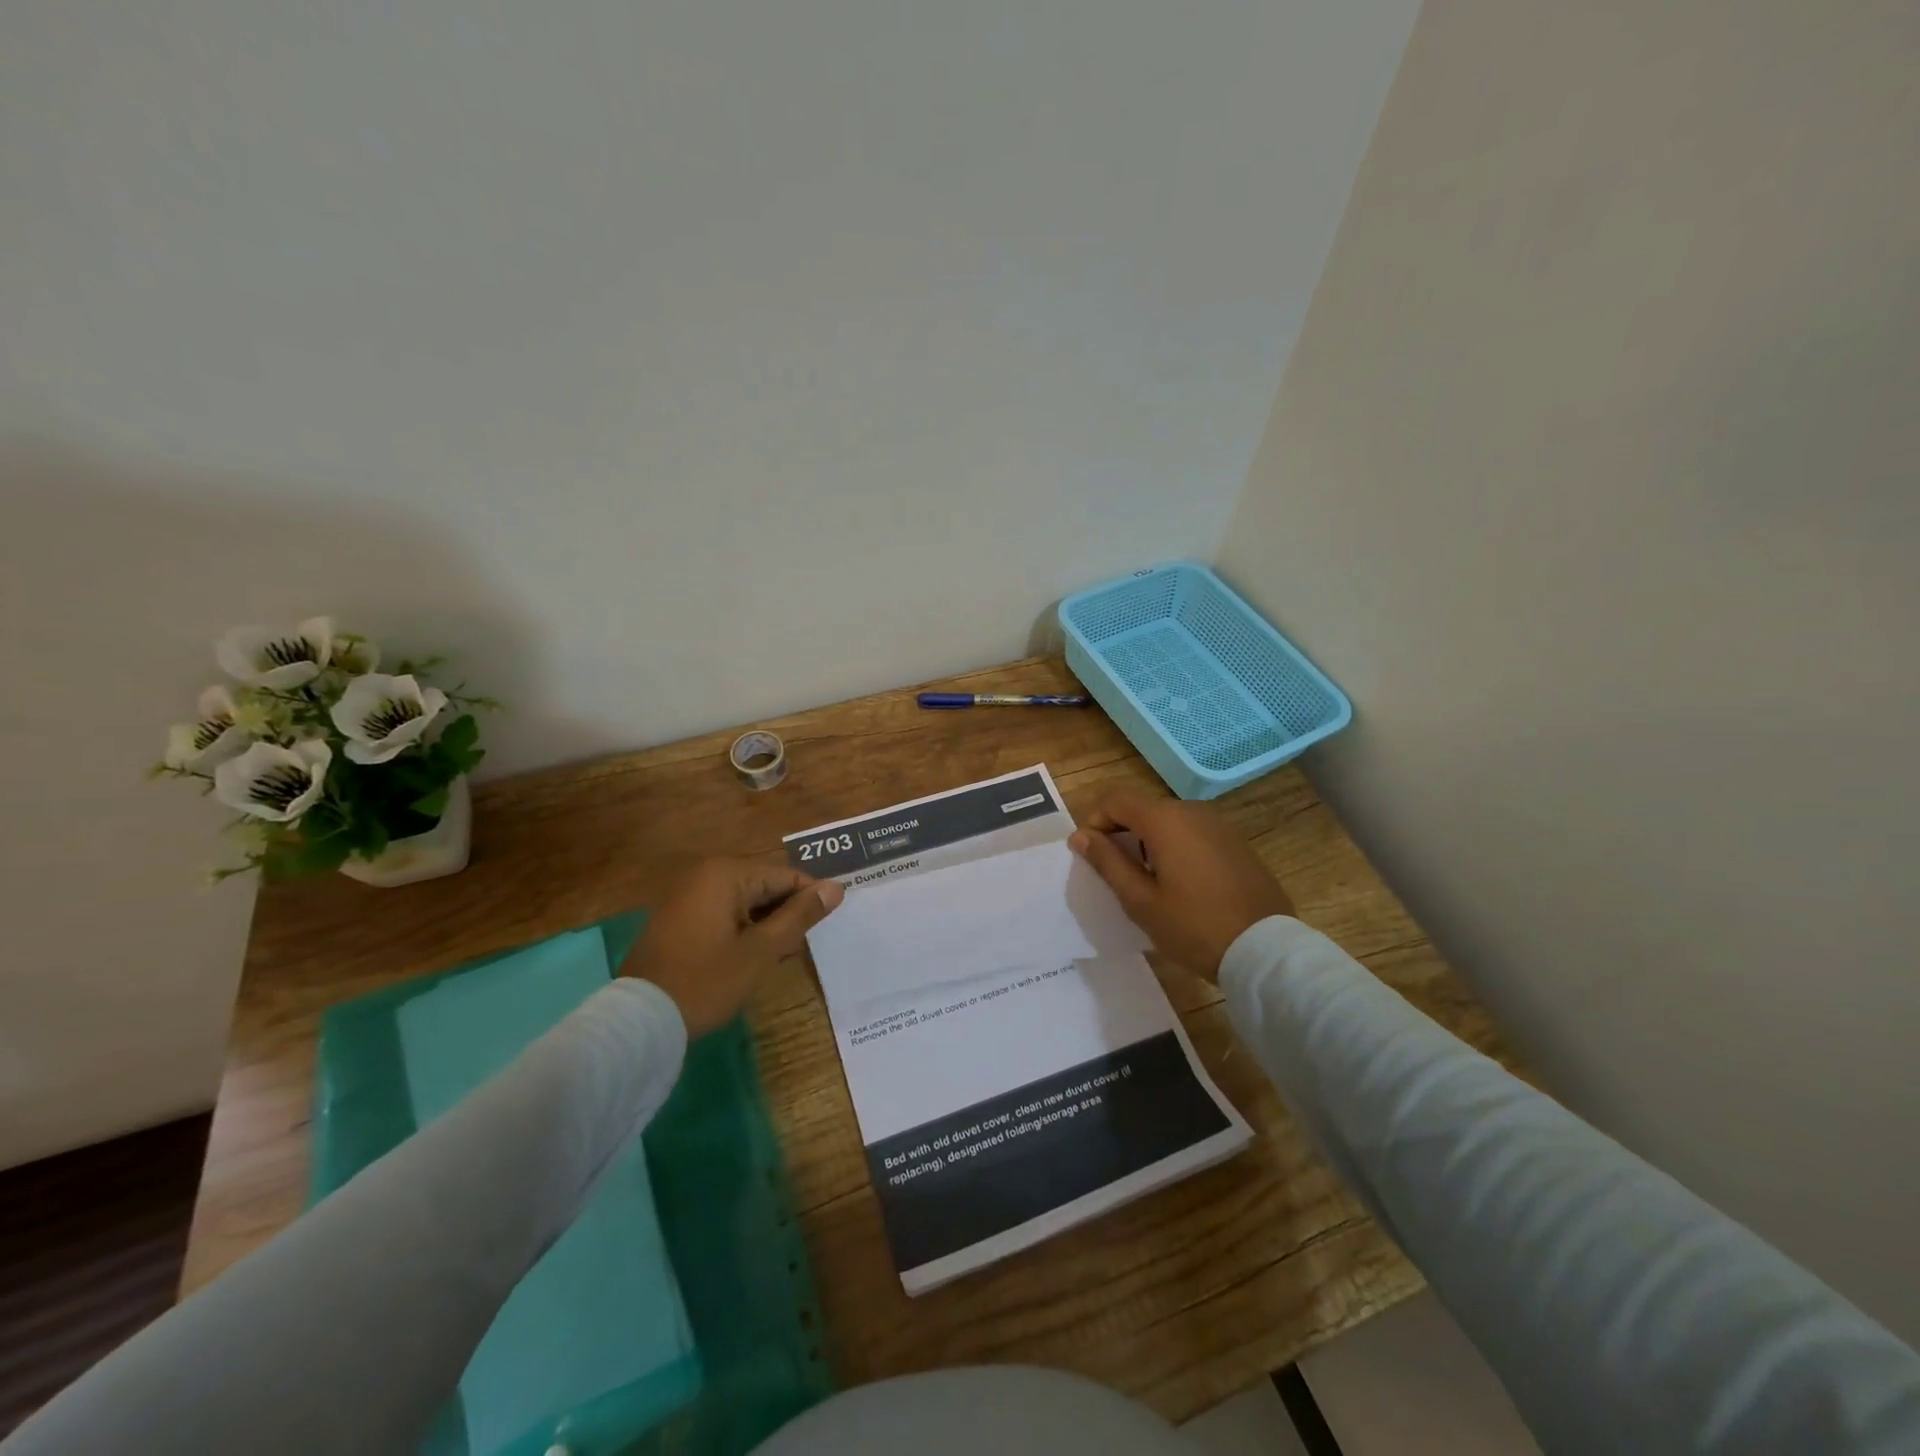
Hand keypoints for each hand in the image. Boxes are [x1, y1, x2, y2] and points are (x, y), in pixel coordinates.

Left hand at [622, 858, 844, 1036]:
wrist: (640, 1020)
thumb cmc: (707, 981)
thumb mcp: (761, 950)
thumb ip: (800, 916)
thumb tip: (836, 888)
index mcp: (726, 873)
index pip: (785, 875)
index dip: (811, 899)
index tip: (830, 925)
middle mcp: (705, 874)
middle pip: (764, 885)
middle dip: (786, 914)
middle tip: (802, 947)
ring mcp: (688, 896)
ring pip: (745, 902)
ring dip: (766, 925)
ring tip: (780, 956)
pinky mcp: (678, 919)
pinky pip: (724, 914)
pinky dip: (743, 931)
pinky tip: (751, 958)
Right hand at [1069, 791, 1292, 978]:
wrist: (1265, 950)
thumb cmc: (1194, 926)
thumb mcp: (1140, 900)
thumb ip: (1107, 862)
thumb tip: (1080, 835)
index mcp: (1165, 820)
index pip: (1115, 799)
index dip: (1095, 821)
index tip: (1092, 855)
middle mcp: (1192, 811)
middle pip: (1142, 808)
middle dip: (1121, 832)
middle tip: (1117, 874)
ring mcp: (1219, 825)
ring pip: (1168, 821)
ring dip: (1149, 841)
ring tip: (1149, 883)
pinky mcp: (1236, 842)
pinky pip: (1193, 834)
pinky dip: (1176, 848)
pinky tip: (1182, 885)